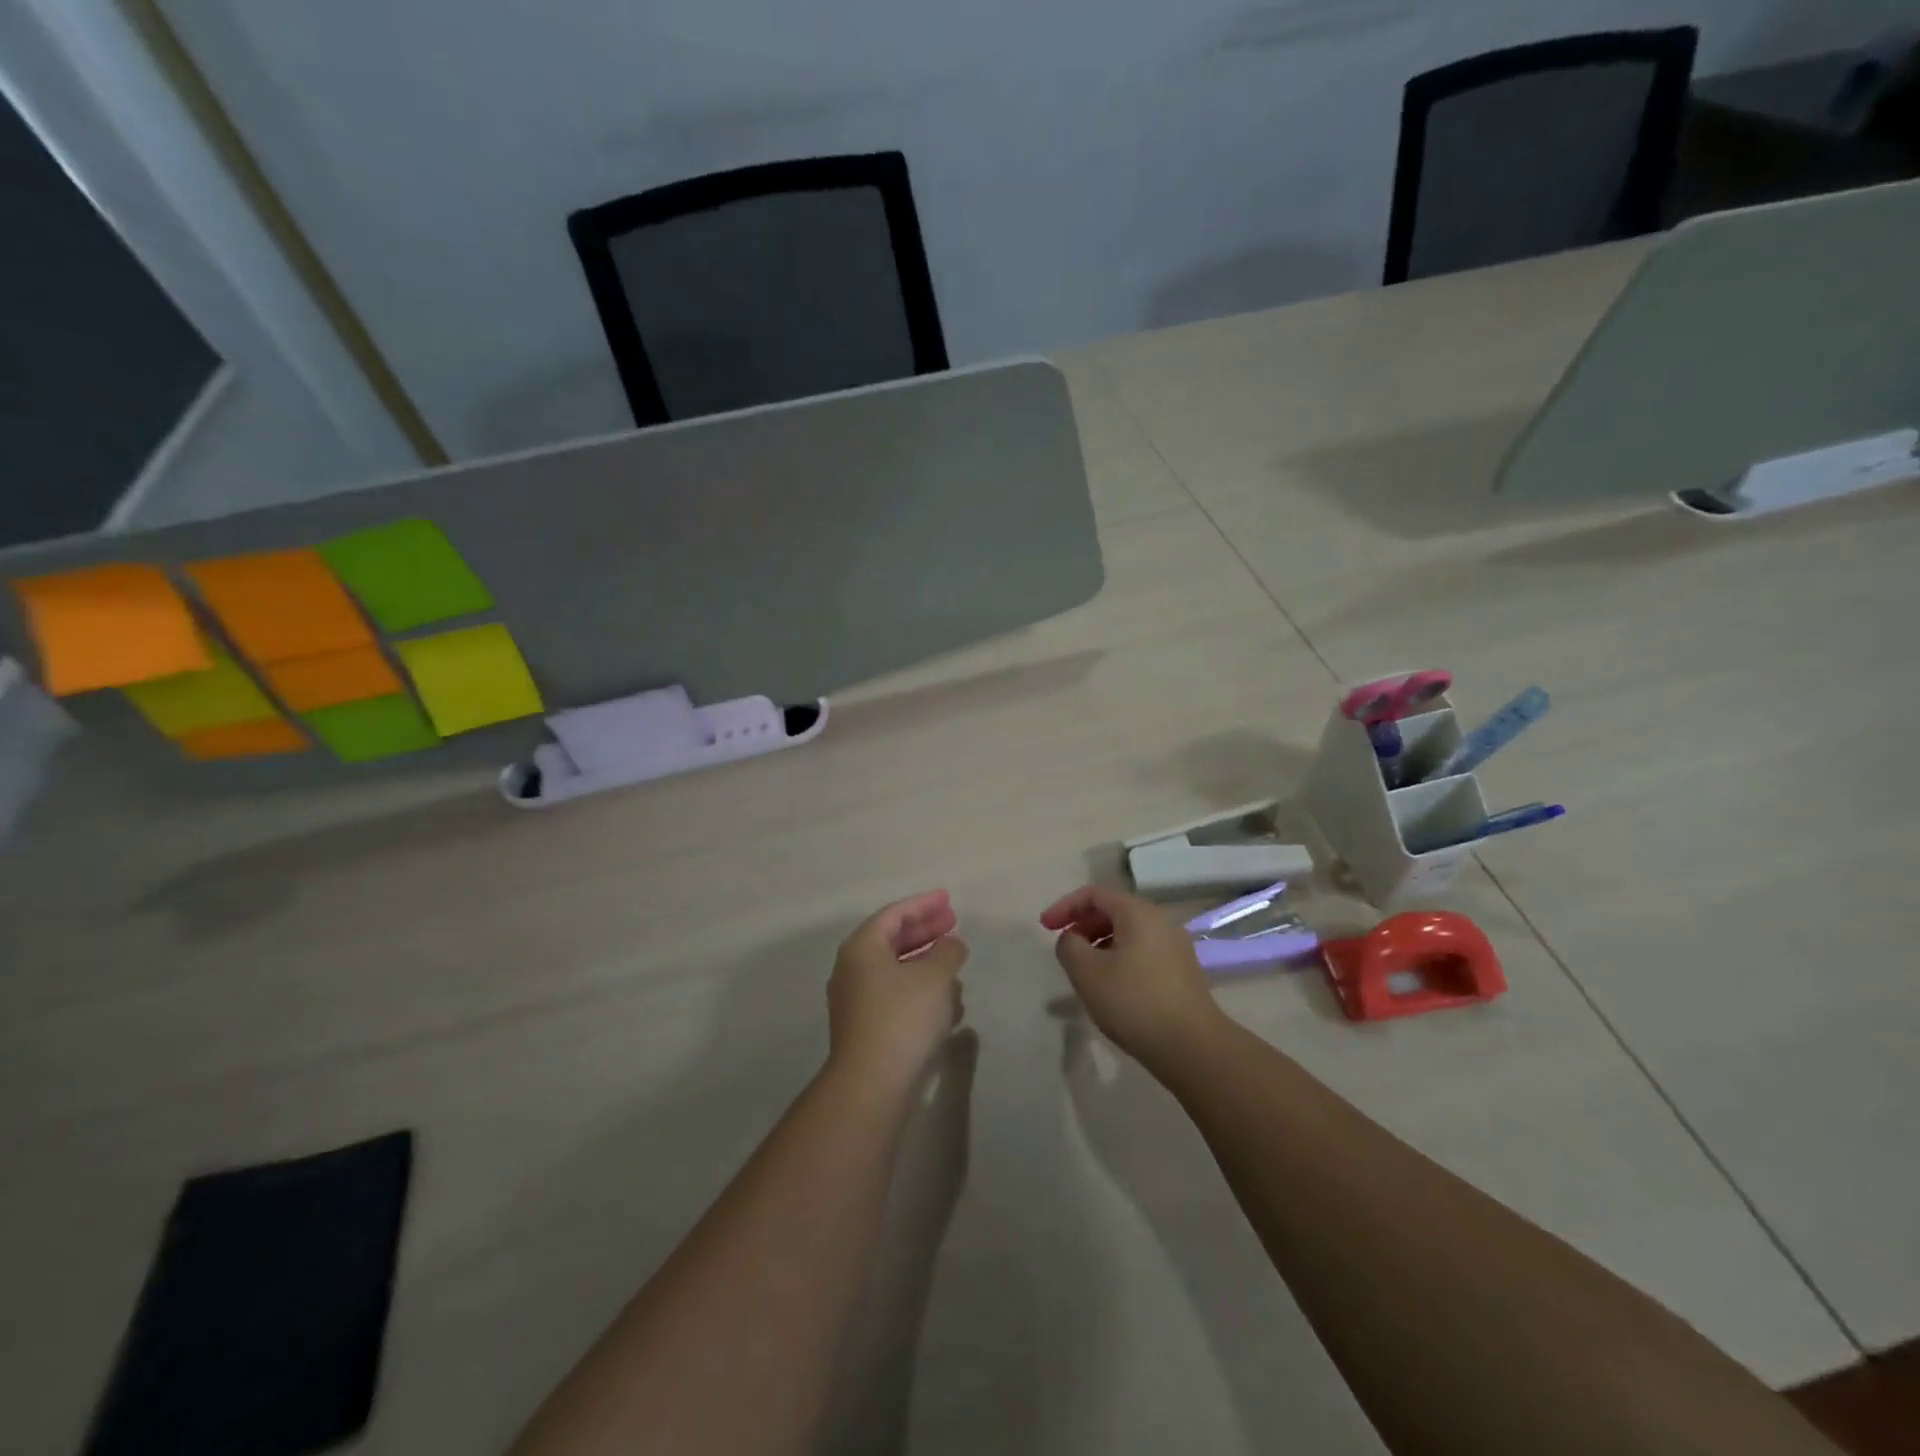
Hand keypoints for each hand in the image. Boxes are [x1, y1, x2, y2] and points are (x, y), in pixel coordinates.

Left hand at [827, 890, 968, 1092]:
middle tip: (953, 923)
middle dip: (925, 931)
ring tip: (956, 962)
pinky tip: (948, 1002)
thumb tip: (952, 943)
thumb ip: (948, 951)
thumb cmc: (903, 1017)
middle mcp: (854, 970)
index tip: (949, 900)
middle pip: (893, 940)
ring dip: (926, 963)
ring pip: (897, 971)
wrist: (872, 1085)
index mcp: (862, 948)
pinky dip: (922, 992)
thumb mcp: (935, 976)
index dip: (924, 904)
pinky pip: (898, 998)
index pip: (894, 914)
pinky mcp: (869, 1030)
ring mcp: (858, 1002)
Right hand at [1040, 885, 1223, 1066]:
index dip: (1065, 906)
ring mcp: (1175, 946)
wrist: (1192, 1046)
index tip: (1044, 928)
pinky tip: (1111, 986)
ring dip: (1100, 943)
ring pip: (1128, 932)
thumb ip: (1069, 946)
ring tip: (1084, 970)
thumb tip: (1072, 938)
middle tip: (1064, 948)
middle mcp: (1160, 921)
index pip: (1094, 894)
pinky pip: (1142, 951)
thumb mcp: (1087, 972)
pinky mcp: (1181, 971)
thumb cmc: (1134, 1002)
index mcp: (1138, 912)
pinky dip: (1119, 957)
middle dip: (1083, 924)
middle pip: (1113, 910)